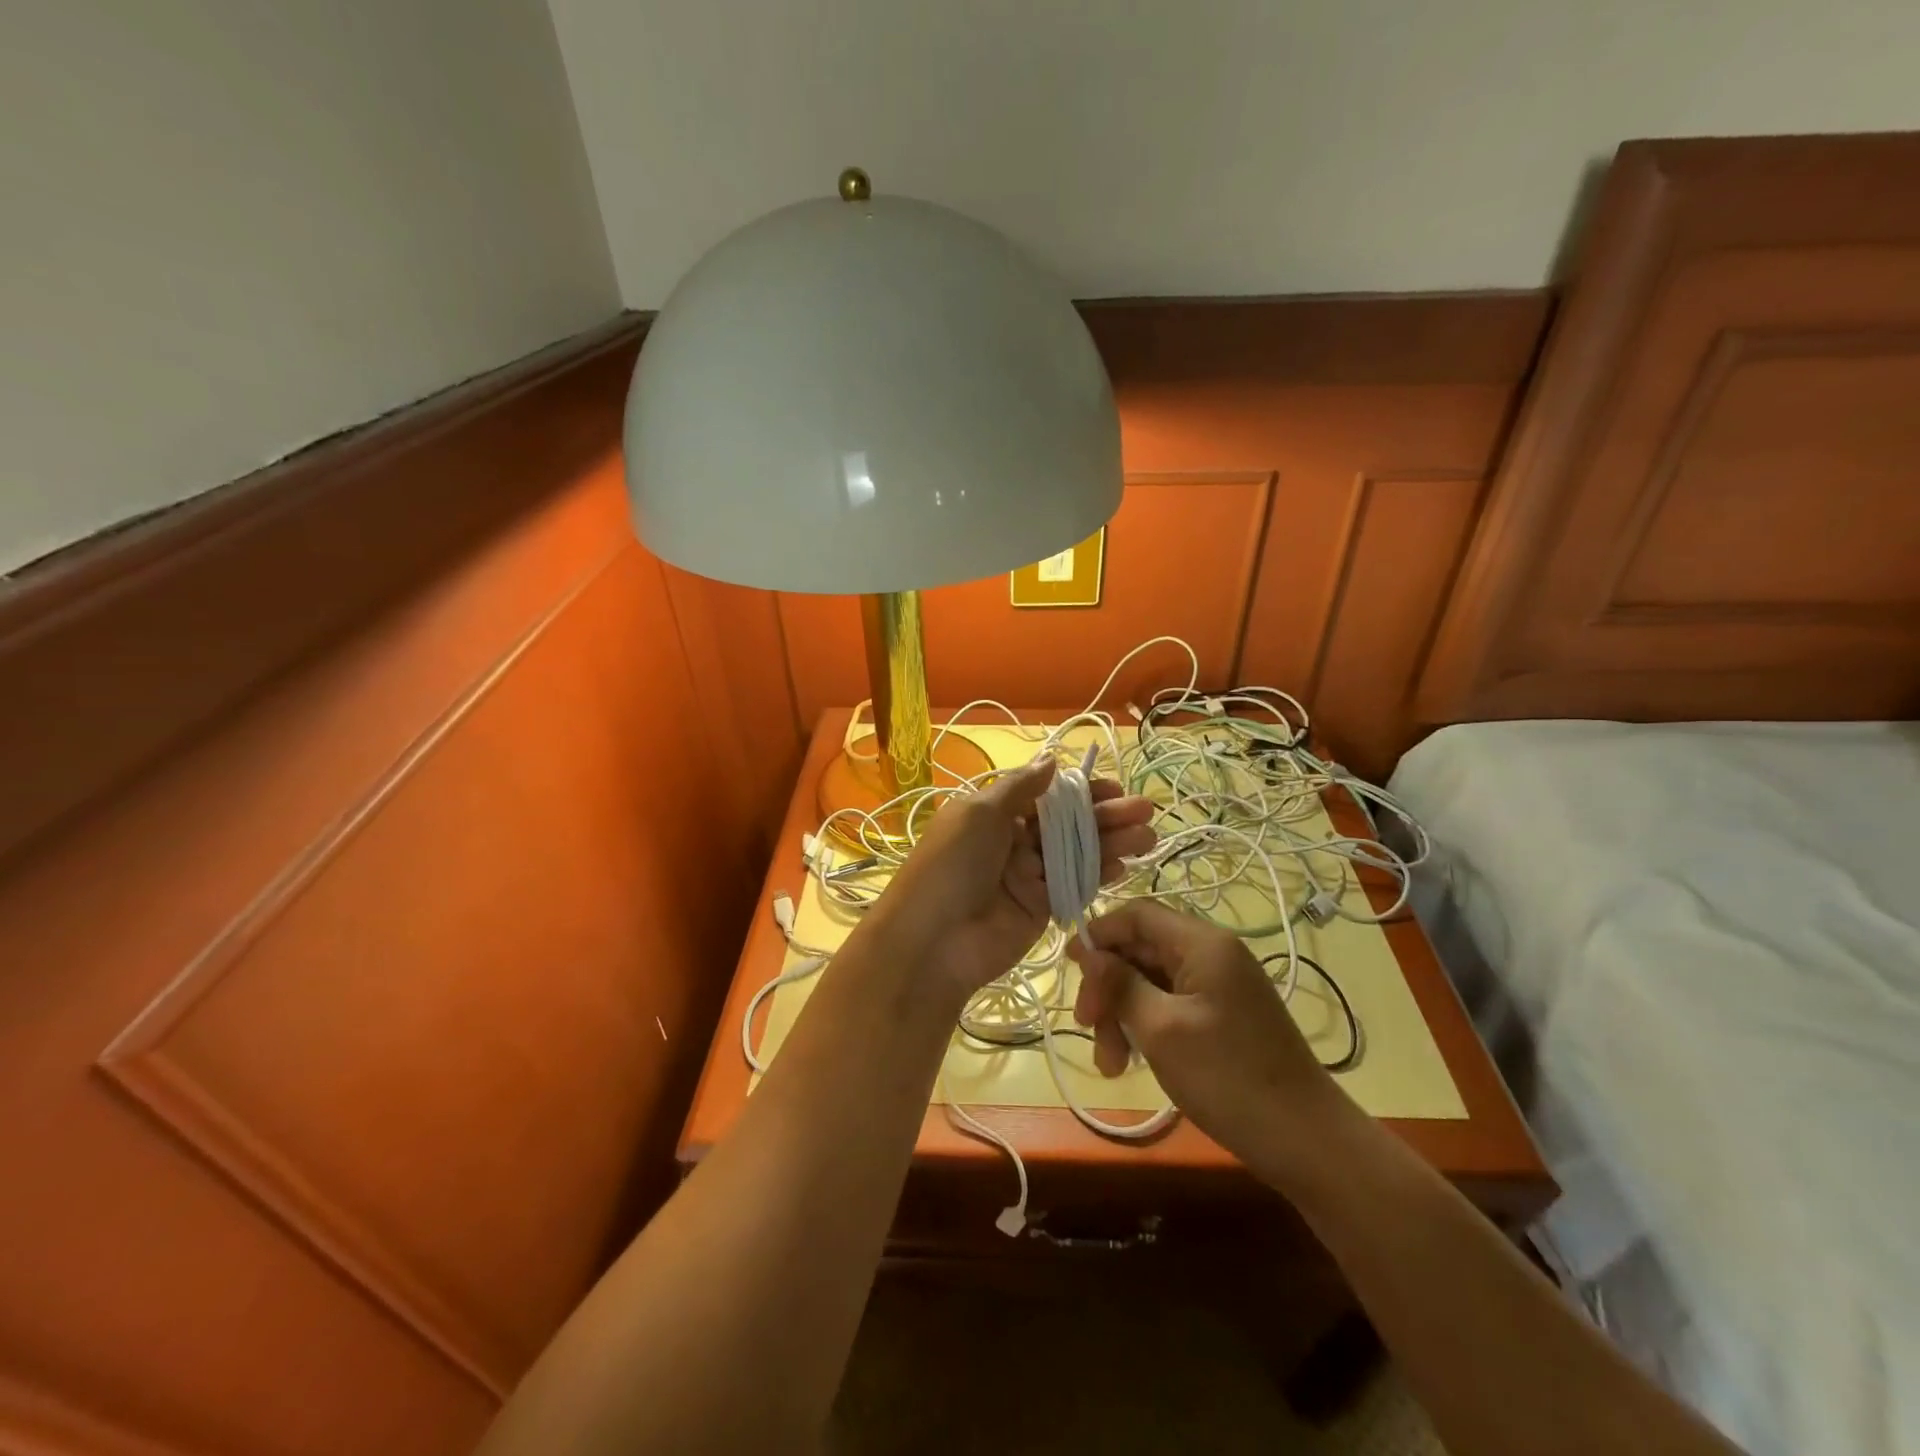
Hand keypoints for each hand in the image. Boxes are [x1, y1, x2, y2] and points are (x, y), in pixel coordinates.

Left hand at [877, 757, 1156, 1008]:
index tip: (1113, 787)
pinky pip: (1075, 885)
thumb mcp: (978, 813)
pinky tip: (1124, 866)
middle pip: (1067, 822)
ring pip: (1077, 852)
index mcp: (993, 813)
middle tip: (1145, 810)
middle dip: (1105, 815)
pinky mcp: (1041, 908)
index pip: (1046, 795)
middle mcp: (1013, 841)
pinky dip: (1099, 874)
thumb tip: (1052, 760)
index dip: (1080, 790)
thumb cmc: (951, 865)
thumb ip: (1019, 787)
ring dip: (1111, 843)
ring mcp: (1029, 875)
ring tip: (1148, 836)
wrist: (932, 941)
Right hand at [1068, 901, 1340, 1173]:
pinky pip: (1170, 1005)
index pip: (1137, 914)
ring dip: (1123, 1014)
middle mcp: (1212, 954)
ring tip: (1110, 1064)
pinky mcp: (1222, 1016)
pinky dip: (1146, 1027)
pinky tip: (1132, 1062)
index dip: (1099, 935)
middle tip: (1087, 1028)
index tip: (1069, 968)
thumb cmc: (1228, 1077)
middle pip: (1141, 950)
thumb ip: (1121, 984)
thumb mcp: (1161, 1029)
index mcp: (1203, 943)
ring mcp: (1220, 987)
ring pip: (1151, 982)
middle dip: (1109, 987)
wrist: (1306, 1142)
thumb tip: (1089, 952)